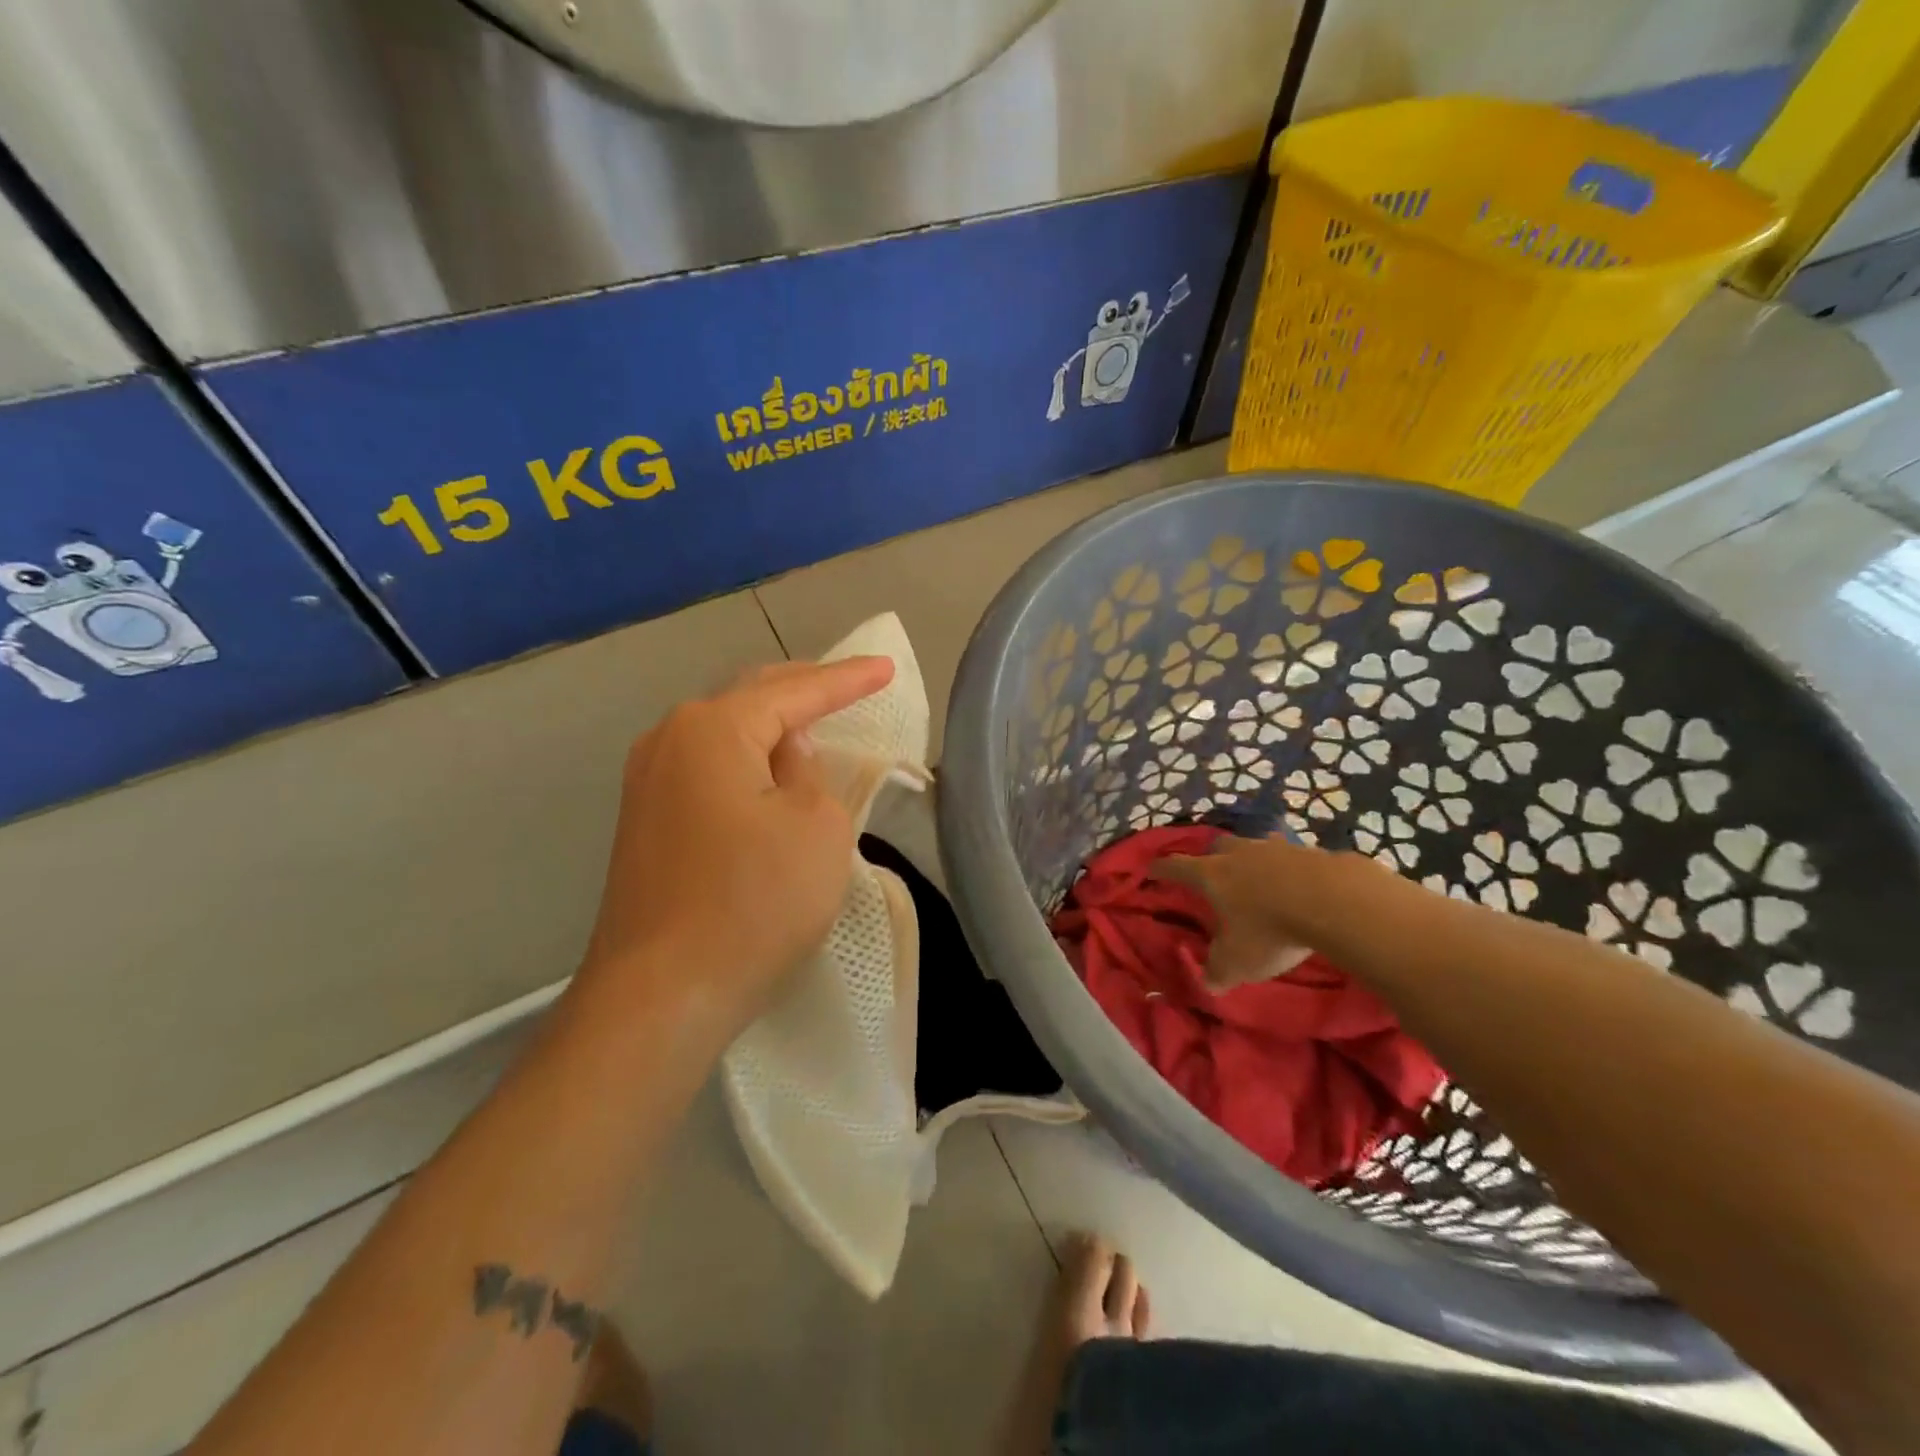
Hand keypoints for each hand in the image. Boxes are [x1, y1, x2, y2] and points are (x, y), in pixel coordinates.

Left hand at [577, 657, 894, 1036]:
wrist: (660, 996)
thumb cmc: (753, 903)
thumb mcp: (817, 827)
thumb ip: (810, 772)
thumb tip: (787, 754)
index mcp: (712, 729)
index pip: (794, 691)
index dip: (846, 679)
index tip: (886, 668)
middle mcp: (669, 740)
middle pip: (749, 698)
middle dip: (803, 689)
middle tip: (850, 684)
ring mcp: (647, 782)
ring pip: (724, 733)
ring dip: (771, 726)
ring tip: (813, 722)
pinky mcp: (645, 822)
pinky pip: (708, 768)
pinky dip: (747, 760)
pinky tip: (767, 772)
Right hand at [1157, 836, 1327, 990]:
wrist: (1333, 902)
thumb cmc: (1270, 930)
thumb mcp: (1237, 962)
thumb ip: (1218, 971)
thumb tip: (1208, 983)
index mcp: (1211, 875)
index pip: (1176, 867)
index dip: (1161, 869)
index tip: (1151, 869)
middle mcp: (1238, 854)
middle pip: (1218, 847)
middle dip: (1213, 858)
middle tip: (1215, 874)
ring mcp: (1276, 848)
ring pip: (1256, 846)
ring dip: (1254, 860)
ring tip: (1261, 879)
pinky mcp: (1311, 851)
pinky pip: (1293, 857)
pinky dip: (1291, 869)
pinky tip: (1301, 886)